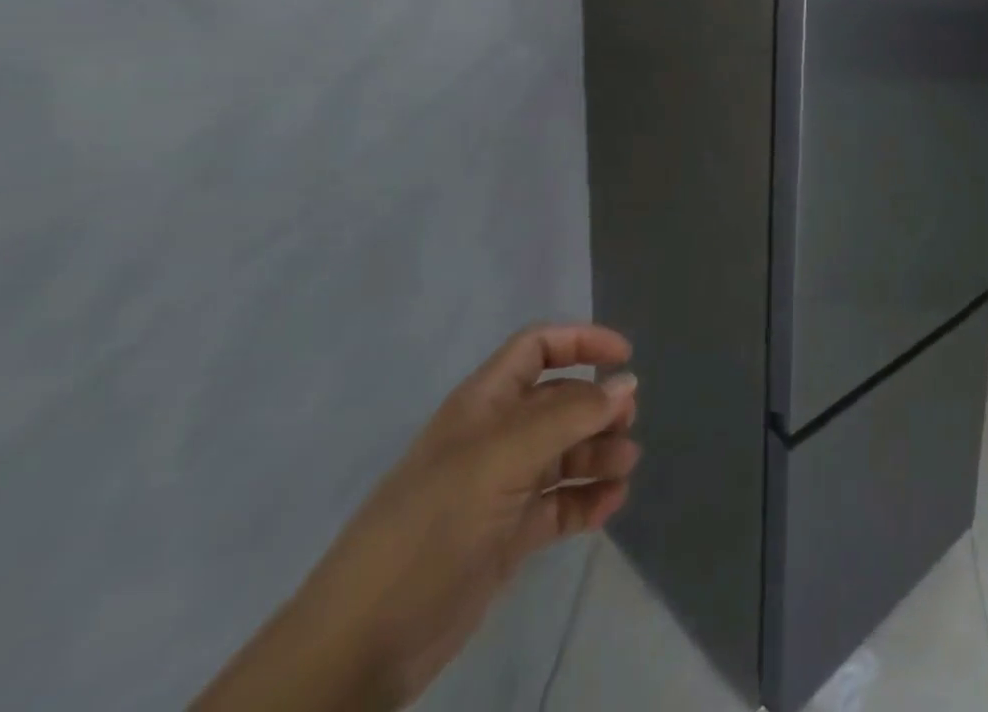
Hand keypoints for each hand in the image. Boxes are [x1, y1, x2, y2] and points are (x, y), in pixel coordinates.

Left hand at [193, 323, 639, 711]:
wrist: (360, 646)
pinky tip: (609, 506)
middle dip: (599, 406)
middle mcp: (495, 437)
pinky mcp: (508, 536)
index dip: (582, 342)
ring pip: (566, 452)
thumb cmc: (432, 526)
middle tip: (627, 426)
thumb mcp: (503, 457)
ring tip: (624, 468)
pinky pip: (560, 504)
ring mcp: (502, 488)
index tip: (625, 358)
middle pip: (560, 400)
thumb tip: (627, 382)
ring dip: (600, 453)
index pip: (538, 348)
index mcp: (484, 405)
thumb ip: (570, 415)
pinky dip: (588, 500)